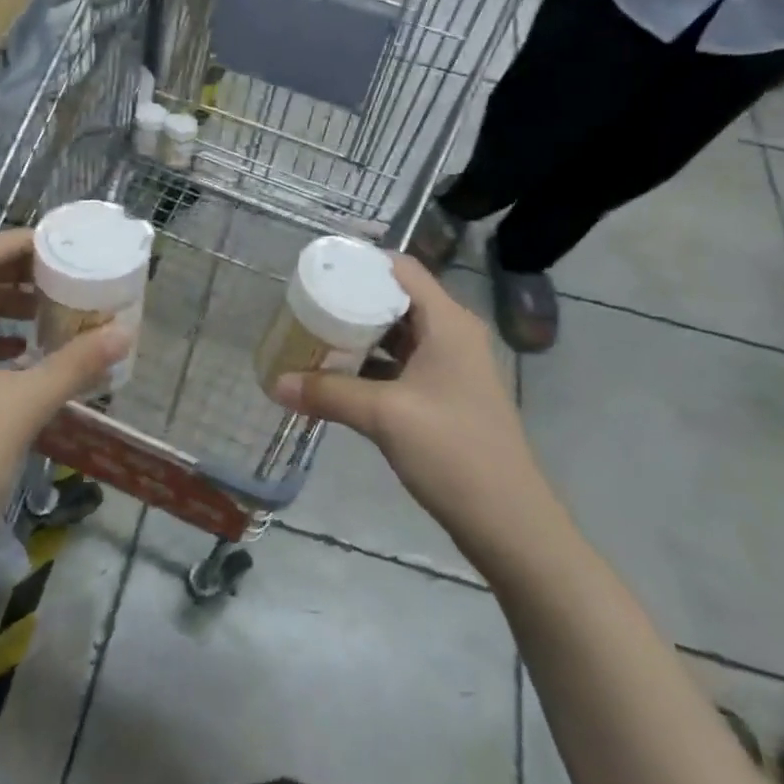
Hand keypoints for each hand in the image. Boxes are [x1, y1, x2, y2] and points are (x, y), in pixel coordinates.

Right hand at [271, 257, 542, 556]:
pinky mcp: (445, 396)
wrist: (508, 521)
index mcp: (448, 322)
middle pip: (397, 299)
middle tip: (309, 302)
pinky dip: (372, 364)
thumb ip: (329, 393)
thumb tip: (276, 383)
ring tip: (316, 334)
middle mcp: (452, 334)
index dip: (363, 262)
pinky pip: (402, 364)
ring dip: (361, 334)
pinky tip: (339, 376)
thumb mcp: (384, 416)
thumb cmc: (452, 451)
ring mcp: (451, 367)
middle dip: (353, 300)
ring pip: (398, 334)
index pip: (403, 269)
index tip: (321, 267)